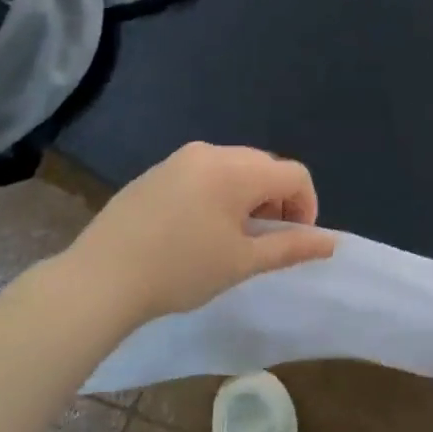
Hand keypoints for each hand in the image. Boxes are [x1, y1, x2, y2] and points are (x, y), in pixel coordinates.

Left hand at [66, 143, 336, 325]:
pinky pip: (203, 174)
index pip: (294, 175)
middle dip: (277, 202)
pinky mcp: (155, 173)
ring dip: (248, 198)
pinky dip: (218, 195)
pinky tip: (197, 230)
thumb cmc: (181, 270)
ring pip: (234, 169)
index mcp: (236, 170)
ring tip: (231, 238)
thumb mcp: (243, 262)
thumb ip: (291, 247)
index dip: (307, 207)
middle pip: (265, 167)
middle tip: (263, 241)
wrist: (101, 278)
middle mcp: (210, 152)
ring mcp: (179, 159)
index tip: (293, 241)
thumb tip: (331, 242)